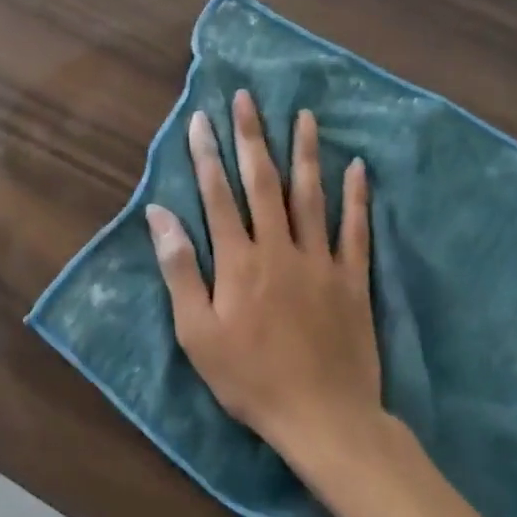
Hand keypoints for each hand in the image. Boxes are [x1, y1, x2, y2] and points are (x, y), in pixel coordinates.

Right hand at [145, 91, 381, 461]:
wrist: (324, 418)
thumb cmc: (249, 377)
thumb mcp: (196, 331)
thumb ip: (179, 269)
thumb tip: (158, 215)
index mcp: (238, 261)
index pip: (218, 195)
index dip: (207, 154)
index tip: (202, 119)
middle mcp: (279, 248)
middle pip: (263, 182)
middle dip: (252, 137)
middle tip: (248, 98)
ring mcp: (320, 261)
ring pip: (311, 196)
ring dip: (305, 153)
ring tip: (304, 116)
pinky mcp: (352, 280)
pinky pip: (356, 230)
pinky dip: (357, 197)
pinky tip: (358, 167)